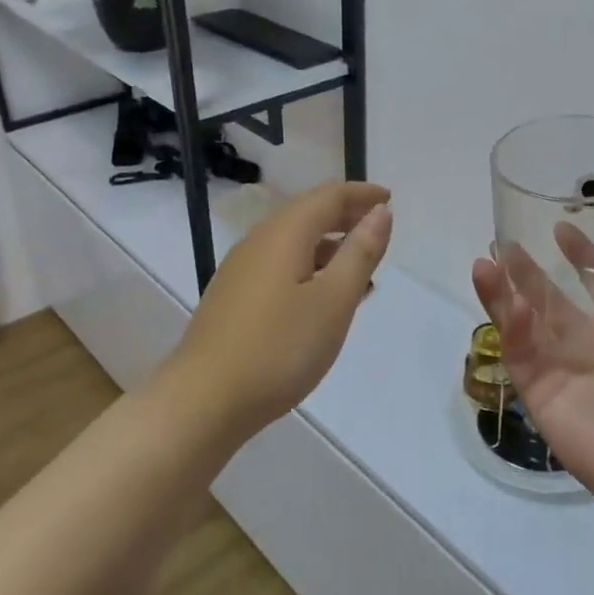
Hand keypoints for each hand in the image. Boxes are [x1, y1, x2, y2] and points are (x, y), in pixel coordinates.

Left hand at [161, 181, 392, 441]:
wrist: (204, 400)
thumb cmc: (279, 348)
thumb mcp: (333, 301)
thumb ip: (360, 253)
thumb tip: (380, 212)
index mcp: (284, 234)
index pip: (328, 196)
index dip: (361, 194)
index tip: (390, 198)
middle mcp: (258, 241)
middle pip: (307, 213)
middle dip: (345, 214)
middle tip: (378, 227)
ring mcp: (241, 269)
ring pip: (292, 241)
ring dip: (328, 243)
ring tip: (359, 266)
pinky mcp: (233, 297)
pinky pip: (280, 264)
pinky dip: (309, 266)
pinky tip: (321, 297)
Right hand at [471, 212, 593, 508]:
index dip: (581, 254)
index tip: (560, 226)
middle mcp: (593, 343)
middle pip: (552, 299)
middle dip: (528, 271)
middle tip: (501, 243)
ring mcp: (563, 368)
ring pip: (525, 322)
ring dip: (504, 292)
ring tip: (484, 262)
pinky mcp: (539, 392)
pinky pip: (520, 352)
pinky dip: (513, 327)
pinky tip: (512, 304)